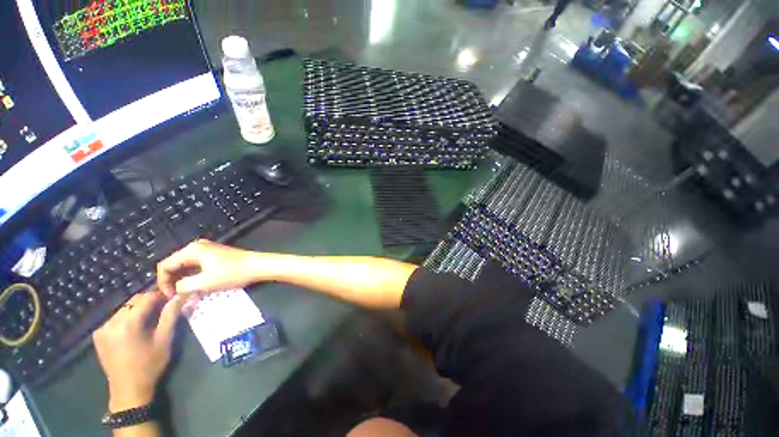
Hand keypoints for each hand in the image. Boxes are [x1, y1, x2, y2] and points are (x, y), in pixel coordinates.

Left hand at [93, 292, 183, 411]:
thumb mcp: (165, 339)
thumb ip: (171, 315)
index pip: (146, 298)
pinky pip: (115, 317)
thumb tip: (180, 296)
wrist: (128, 389)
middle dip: (149, 302)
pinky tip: (135, 327)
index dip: (161, 295)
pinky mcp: (98, 334)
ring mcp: (102, 328)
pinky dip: (127, 317)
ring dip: (138, 309)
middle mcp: (111, 322)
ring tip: (150, 319)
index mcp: (128, 323)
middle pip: (133, 301)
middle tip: (163, 309)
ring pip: (124, 308)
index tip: (172, 299)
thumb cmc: (150, 364)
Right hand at [157, 240, 262, 297]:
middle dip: (172, 281)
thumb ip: (183, 286)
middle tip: (176, 297)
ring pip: (185, 265)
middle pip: (174, 264)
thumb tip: (174, 290)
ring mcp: (207, 249)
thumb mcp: (205, 283)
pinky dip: (193, 275)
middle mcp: (197, 246)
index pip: (165, 265)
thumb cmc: (233, 273)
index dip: (163, 283)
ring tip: (185, 293)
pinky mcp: (215, 254)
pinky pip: (196, 265)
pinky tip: (196, 286)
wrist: (258, 265)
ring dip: (183, 279)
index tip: (170, 297)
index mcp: (192, 250)